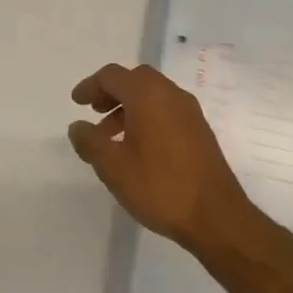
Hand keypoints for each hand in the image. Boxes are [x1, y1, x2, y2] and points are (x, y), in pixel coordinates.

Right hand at [68, 63, 255, 254]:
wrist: (216, 216)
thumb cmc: (159, 186)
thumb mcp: (113, 167)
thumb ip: (90, 142)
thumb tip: (78, 126)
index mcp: (148, 95)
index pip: (113, 76)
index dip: (91, 86)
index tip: (76, 102)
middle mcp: (171, 95)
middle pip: (135, 79)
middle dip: (112, 92)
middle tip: (94, 112)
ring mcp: (190, 112)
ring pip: (153, 96)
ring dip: (128, 107)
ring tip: (111, 137)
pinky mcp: (200, 131)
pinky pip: (167, 111)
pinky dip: (147, 117)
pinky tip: (137, 148)